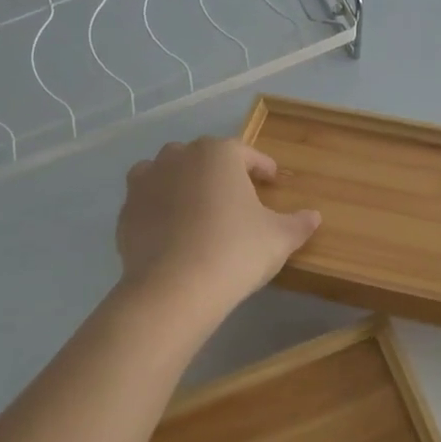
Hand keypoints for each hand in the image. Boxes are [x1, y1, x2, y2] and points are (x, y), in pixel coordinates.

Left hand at [116, 138, 320, 311]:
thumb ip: (298, 223)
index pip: (246, 153)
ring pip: (167, 171)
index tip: (272, 180)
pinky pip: (147, 201)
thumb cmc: (235, 251)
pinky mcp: (126, 210)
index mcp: (218, 154)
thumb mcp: (279, 238)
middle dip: (219, 172)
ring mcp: (147, 181)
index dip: (262, 167)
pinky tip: (171, 231)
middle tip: (235, 196)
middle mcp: (179, 157)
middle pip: (203, 157)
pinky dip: (159, 208)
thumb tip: (314, 216)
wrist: (175, 287)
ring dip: (182, 182)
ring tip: (197, 207)